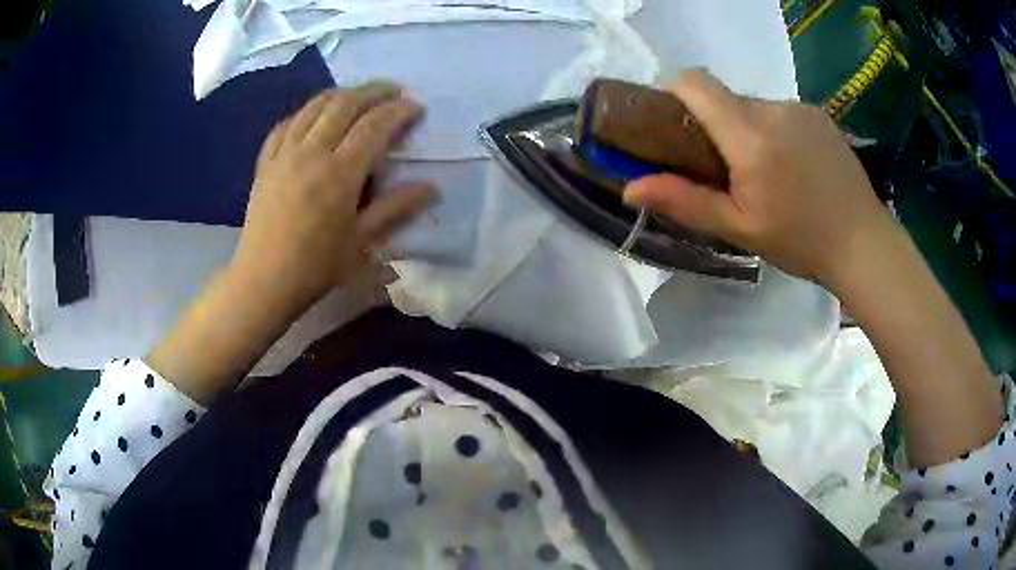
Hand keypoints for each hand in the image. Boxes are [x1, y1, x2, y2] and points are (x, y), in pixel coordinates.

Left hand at [230, 82, 435, 316]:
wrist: (264, 280)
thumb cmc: (316, 266)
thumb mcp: (362, 242)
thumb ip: (396, 208)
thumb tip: (432, 188)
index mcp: (340, 173)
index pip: (375, 125)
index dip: (399, 110)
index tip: (416, 108)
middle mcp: (311, 152)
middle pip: (345, 103)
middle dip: (374, 90)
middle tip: (393, 91)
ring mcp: (284, 153)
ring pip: (314, 106)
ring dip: (342, 93)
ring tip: (359, 96)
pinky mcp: (266, 162)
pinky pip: (286, 123)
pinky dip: (306, 112)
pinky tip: (314, 117)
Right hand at [623, 70, 894, 285]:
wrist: (864, 244)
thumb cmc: (801, 241)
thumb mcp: (739, 228)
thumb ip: (685, 201)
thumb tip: (629, 189)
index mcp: (750, 135)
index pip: (695, 83)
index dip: (672, 91)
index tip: (668, 120)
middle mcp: (773, 108)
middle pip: (724, 98)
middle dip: (713, 123)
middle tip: (722, 168)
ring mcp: (800, 108)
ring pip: (753, 106)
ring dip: (745, 129)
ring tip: (764, 173)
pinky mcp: (818, 114)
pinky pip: (780, 112)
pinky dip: (773, 130)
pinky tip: (791, 166)